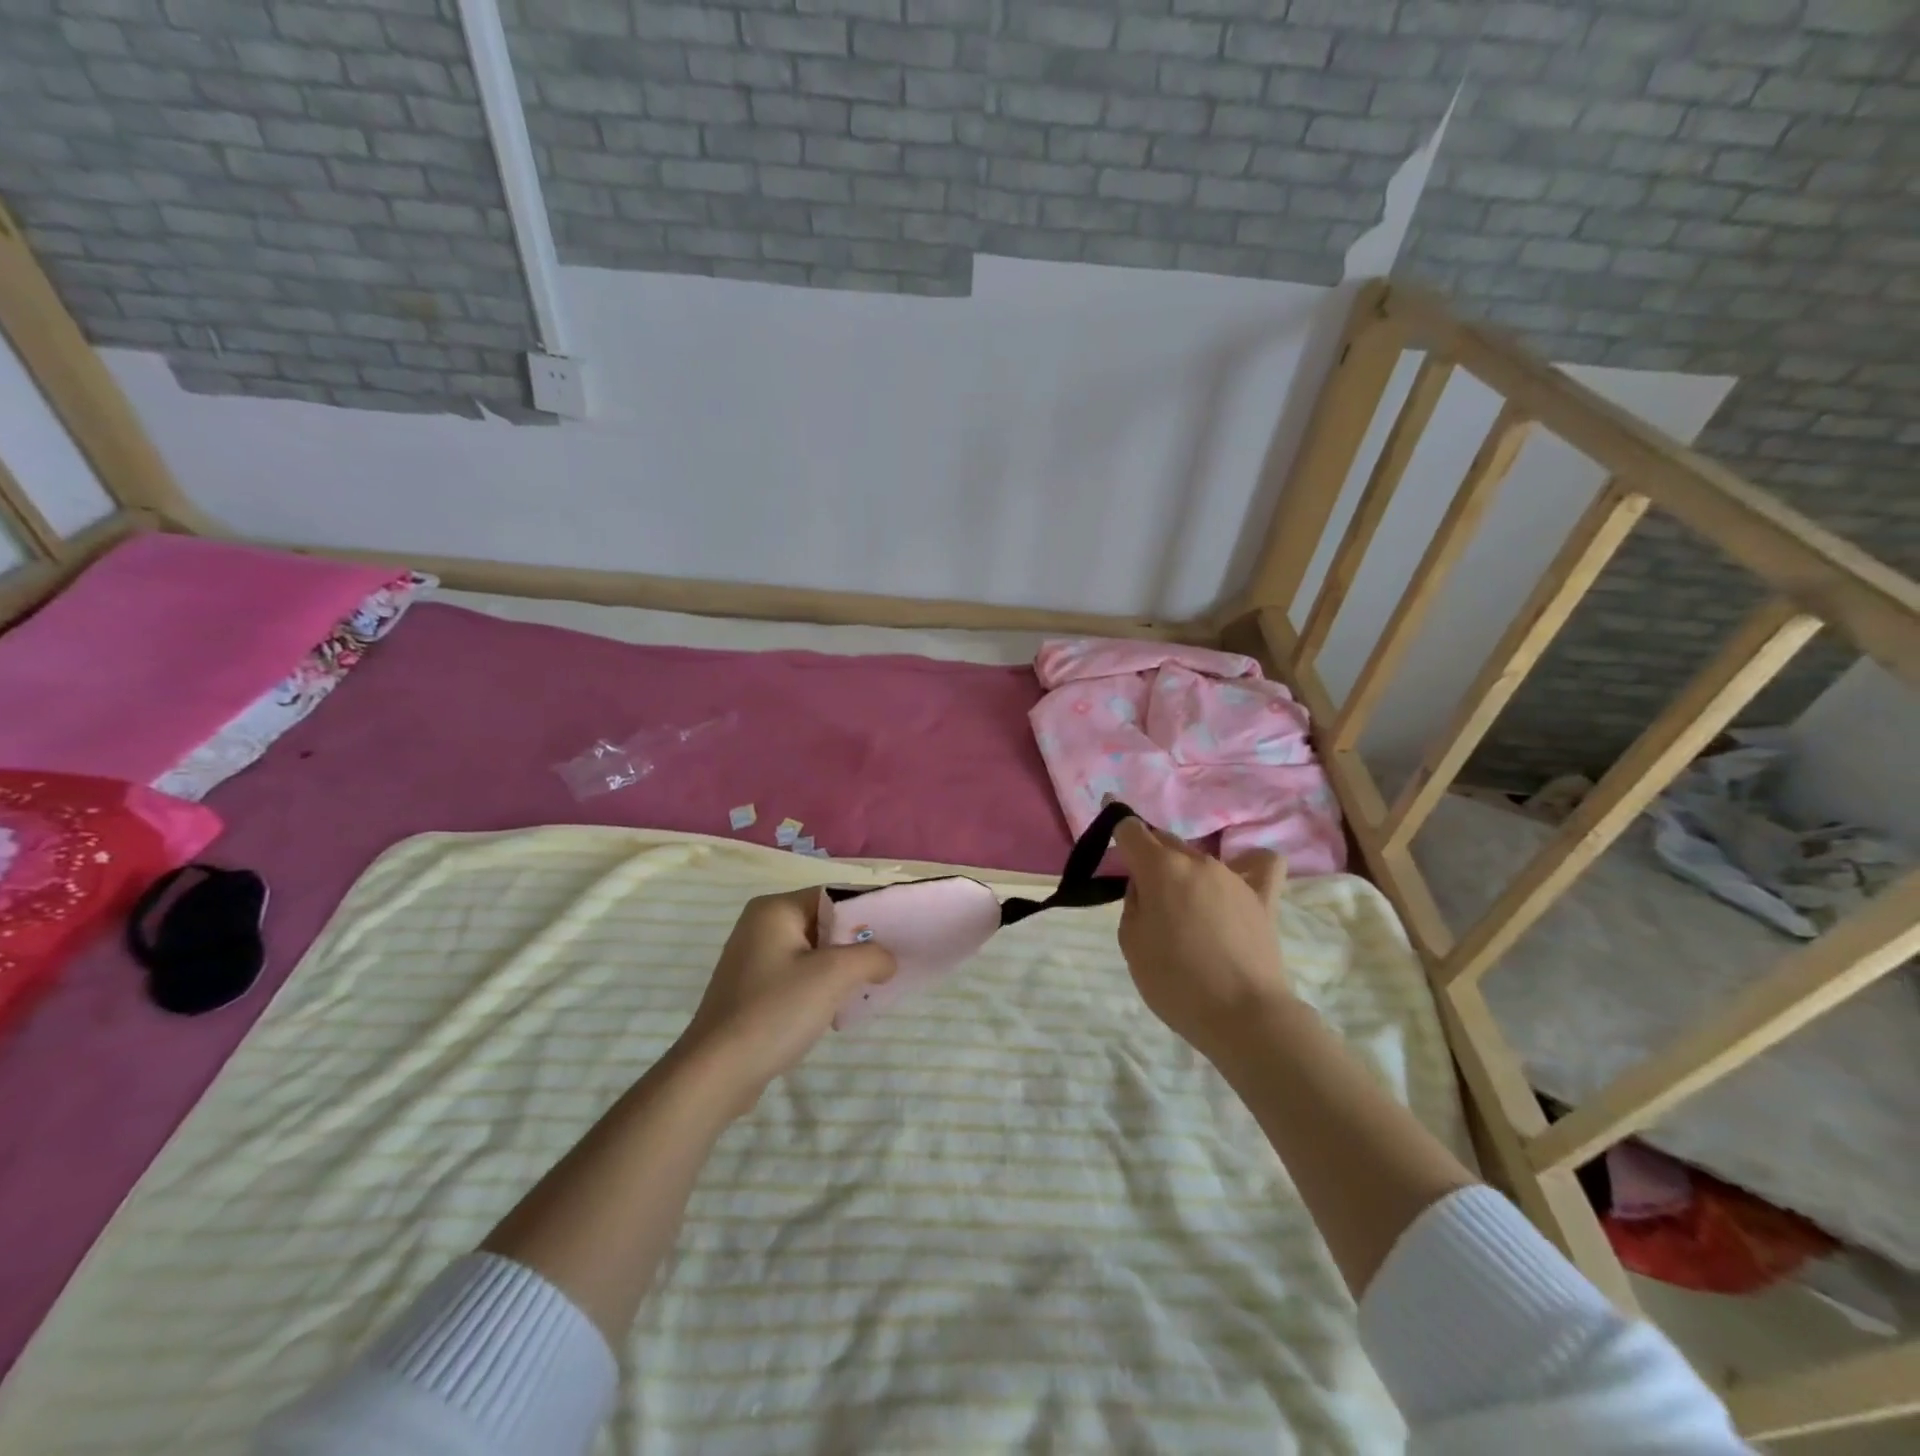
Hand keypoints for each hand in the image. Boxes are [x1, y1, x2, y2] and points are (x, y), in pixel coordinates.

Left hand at [678, 888, 895, 1114]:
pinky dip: (821, 986)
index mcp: (775, 909)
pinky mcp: (753, 989)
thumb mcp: (833, 976)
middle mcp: (761, 925)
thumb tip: (888, 960)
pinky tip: (837, 1009)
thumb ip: (870, 956)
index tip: (899, 931)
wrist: (717, 1073)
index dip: (868, 911)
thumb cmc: (775, 1010)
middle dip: (857, 943)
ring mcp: (754, 958)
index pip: (833, 895)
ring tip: (868, 987)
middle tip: (889, 962)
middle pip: (824, 922)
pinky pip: (799, 975)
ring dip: (841, 968)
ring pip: (814, 952)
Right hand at [1113, 818, 1289, 1063]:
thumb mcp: (1131, 942)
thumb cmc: (1175, 982)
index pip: (1131, 829)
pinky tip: (1238, 879)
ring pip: (1199, 857)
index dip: (1115, 821)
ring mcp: (1234, 876)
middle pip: (1164, 840)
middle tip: (1138, 882)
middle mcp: (1197, 861)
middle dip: (1148, 852)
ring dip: (1183, 869)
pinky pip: (1261, 865)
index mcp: (1160, 868)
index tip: (1106, 814)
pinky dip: (1248, 864)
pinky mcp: (1263, 896)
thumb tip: (1147, 886)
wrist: (1243, 1016)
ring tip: (1182, 903)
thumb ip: (1134, 902)